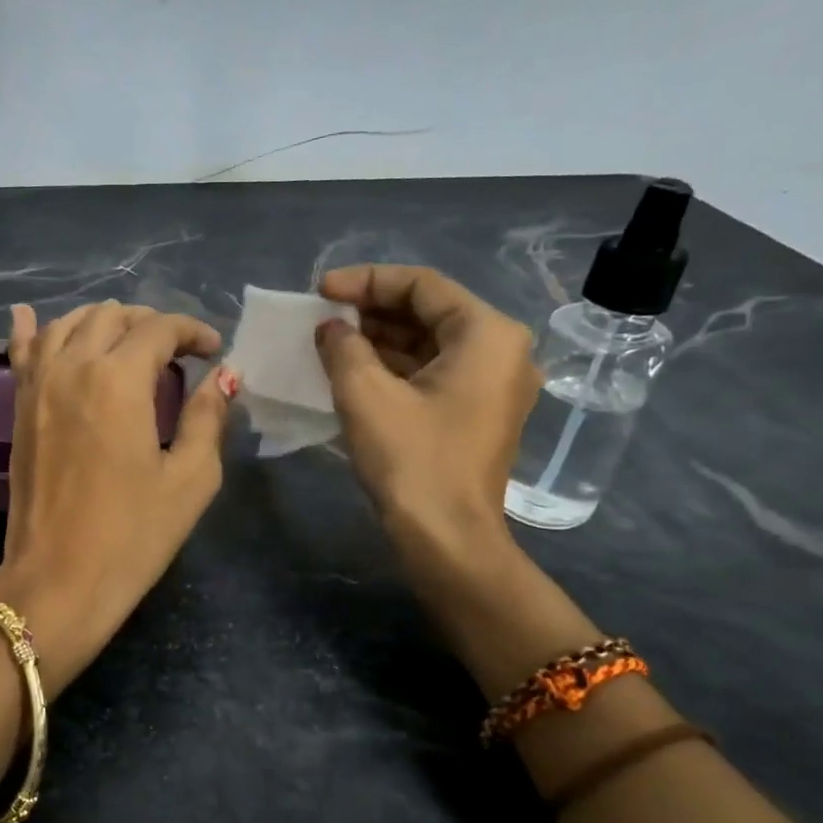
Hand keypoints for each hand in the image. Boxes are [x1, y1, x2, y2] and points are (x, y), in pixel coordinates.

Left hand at [0, 301, 237, 696]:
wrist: (58, 581)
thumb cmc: (133, 536)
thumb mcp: (189, 479)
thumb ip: (207, 417)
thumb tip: (224, 376)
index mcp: (118, 380)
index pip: (159, 328)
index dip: (192, 331)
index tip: (213, 351)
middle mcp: (72, 367)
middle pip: (112, 317)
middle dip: (151, 323)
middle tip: (177, 353)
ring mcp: (36, 386)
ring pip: (67, 324)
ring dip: (103, 323)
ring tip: (128, 343)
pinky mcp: (17, 409)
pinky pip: (22, 353)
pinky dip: (32, 330)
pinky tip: (29, 314)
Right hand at [314, 265, 540, 585]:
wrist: (447, 540)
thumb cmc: (412, 461)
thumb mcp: (365, 395)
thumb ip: (342, 347)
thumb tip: (331, 328)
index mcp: (487, 334)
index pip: (422, 286)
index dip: (365, 281)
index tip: (320, 291)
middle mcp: (502, 351)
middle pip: (430, 312)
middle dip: (372, 311)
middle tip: (323, 318)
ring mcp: (494, 385)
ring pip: (430, 344)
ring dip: (379, 340)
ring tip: (330, 343)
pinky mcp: (479, 414)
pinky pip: (434, 373)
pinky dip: (395, 368)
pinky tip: (354, 372)